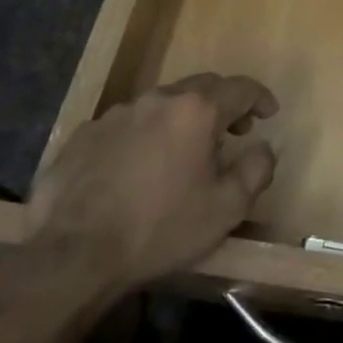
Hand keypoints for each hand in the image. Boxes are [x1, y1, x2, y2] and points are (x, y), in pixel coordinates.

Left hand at [26, 73, 279, 300]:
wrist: (73, 255)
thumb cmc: (160, 229)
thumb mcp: (227, 208)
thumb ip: (257, 169)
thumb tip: (264, 147)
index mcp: (196, 111)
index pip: (241, 88)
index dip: (260, 98)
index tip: (269, 114)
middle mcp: (157, 100)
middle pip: (201, 87)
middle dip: (223, 103)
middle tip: (234, 131)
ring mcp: (116, 114)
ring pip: (162, 104)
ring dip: (182, 119)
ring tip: (184, 152)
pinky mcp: (84, 135)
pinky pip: (127, 125)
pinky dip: (145, 135)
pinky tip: (139, 167)